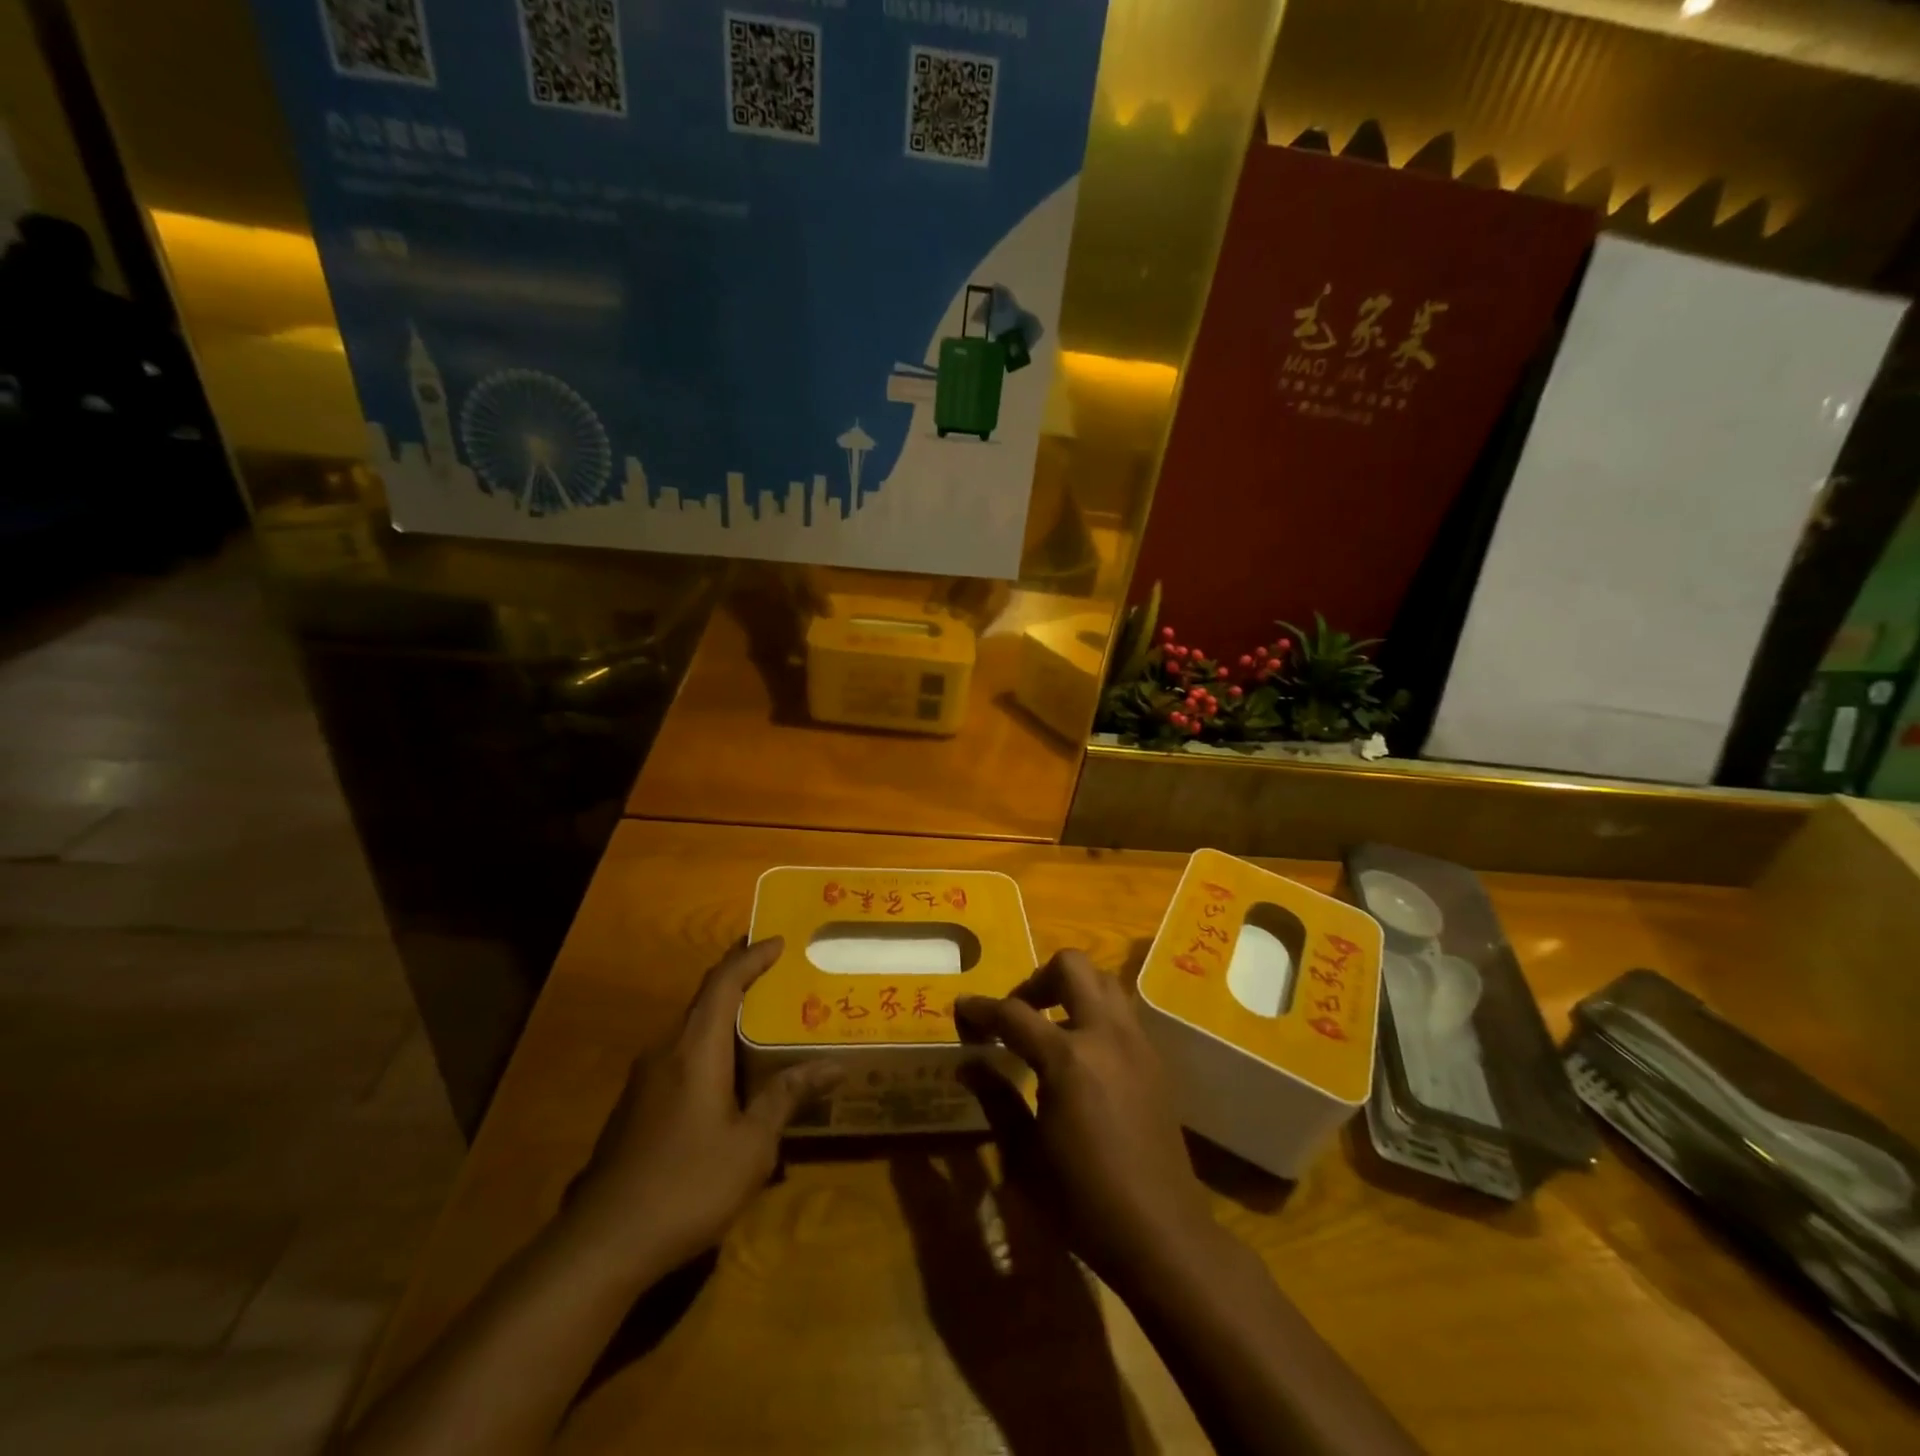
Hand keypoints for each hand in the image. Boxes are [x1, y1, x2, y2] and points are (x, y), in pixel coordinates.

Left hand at [564, 937, 841, 1281]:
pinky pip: (678, 1056)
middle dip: (739, 979)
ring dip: (723, 1016)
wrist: (601, 1245)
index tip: (779, 941)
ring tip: (761, 1020)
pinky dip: (708, 1046)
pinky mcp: (634, 1107)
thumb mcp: (751, 1145)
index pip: (724, 982)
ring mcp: (643, 1079)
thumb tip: (832, 1065)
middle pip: (704, 999)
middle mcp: (665, 1050)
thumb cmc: (687, 1185)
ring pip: (689, 1029)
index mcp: (695, 1049)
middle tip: (777, 974)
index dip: (751, 957)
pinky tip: (727, 1076)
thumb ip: (787, 1097)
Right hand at [955, 950, 1218, 1293]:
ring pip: (1103, 980)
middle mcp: (1105, 1035)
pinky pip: (1121, 1011)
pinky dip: (1094, 1013)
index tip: (961, 1008)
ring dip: (1071, 989)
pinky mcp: (1155, 1059)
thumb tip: (967, 1062)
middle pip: (1071, 967)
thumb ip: (996, 1097)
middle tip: (1017, 1013)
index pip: (1014, 1013)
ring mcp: (1136, 1043)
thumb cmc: (1084, 1201)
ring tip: (1049, 1027)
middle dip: (1036, 979)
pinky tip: (1082, 1055)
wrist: (1162, 1234)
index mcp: (1068, 1058)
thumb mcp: (1025, 1155)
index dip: (981, 1009)